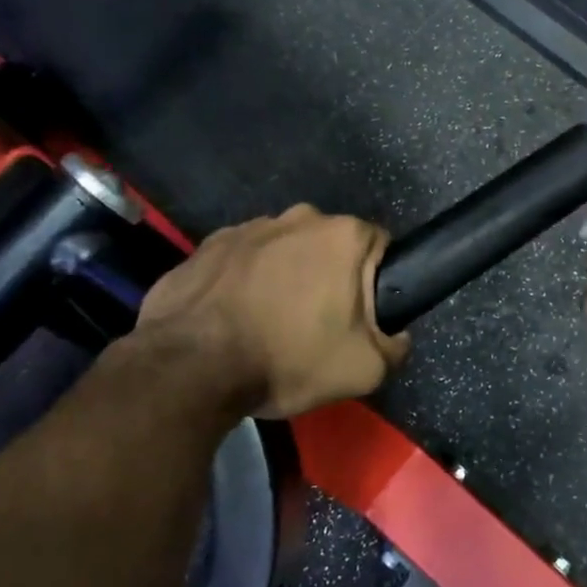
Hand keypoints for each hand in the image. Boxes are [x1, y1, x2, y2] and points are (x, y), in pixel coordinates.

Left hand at [135, 205, 408, 417]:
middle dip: (327, 277)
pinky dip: (242, 284)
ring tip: (266, 326)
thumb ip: (395, 347)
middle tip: (315, 327)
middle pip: (328, 246)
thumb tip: (396, 335)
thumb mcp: (364, 369)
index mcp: (342, 235)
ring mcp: (246, 227)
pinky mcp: (206, 246)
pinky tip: (232, 321)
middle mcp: (297, 217)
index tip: (359, 317)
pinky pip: (240, 262)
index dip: (374, 284)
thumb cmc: (287, 359)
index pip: (378, 248)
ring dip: (282, 278)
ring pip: (282, 251)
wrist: (190, 368)